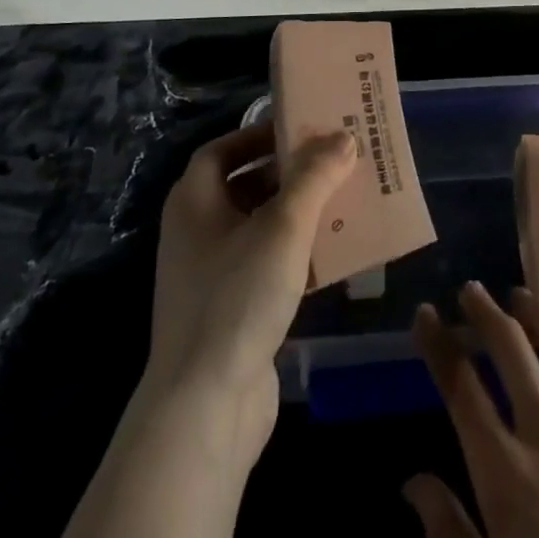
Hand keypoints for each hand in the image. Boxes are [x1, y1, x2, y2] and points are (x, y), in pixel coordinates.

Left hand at [144, 118, 355, 456]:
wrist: (206, 407)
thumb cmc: (238, 297)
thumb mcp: (283, 227)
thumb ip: (314, 178)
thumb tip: (343, 137)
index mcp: (194, 203)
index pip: (222, 150)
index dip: (259, 135)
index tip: (302, 130)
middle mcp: (196, 233)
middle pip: (245, 186)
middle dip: (290, 173)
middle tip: (335, 161)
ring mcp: (212, 276)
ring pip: (261, 228)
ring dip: (300, 213)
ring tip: (344, 200)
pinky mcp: (232, 311)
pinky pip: (268, 266)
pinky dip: (298, 253)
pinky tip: (335, 254)